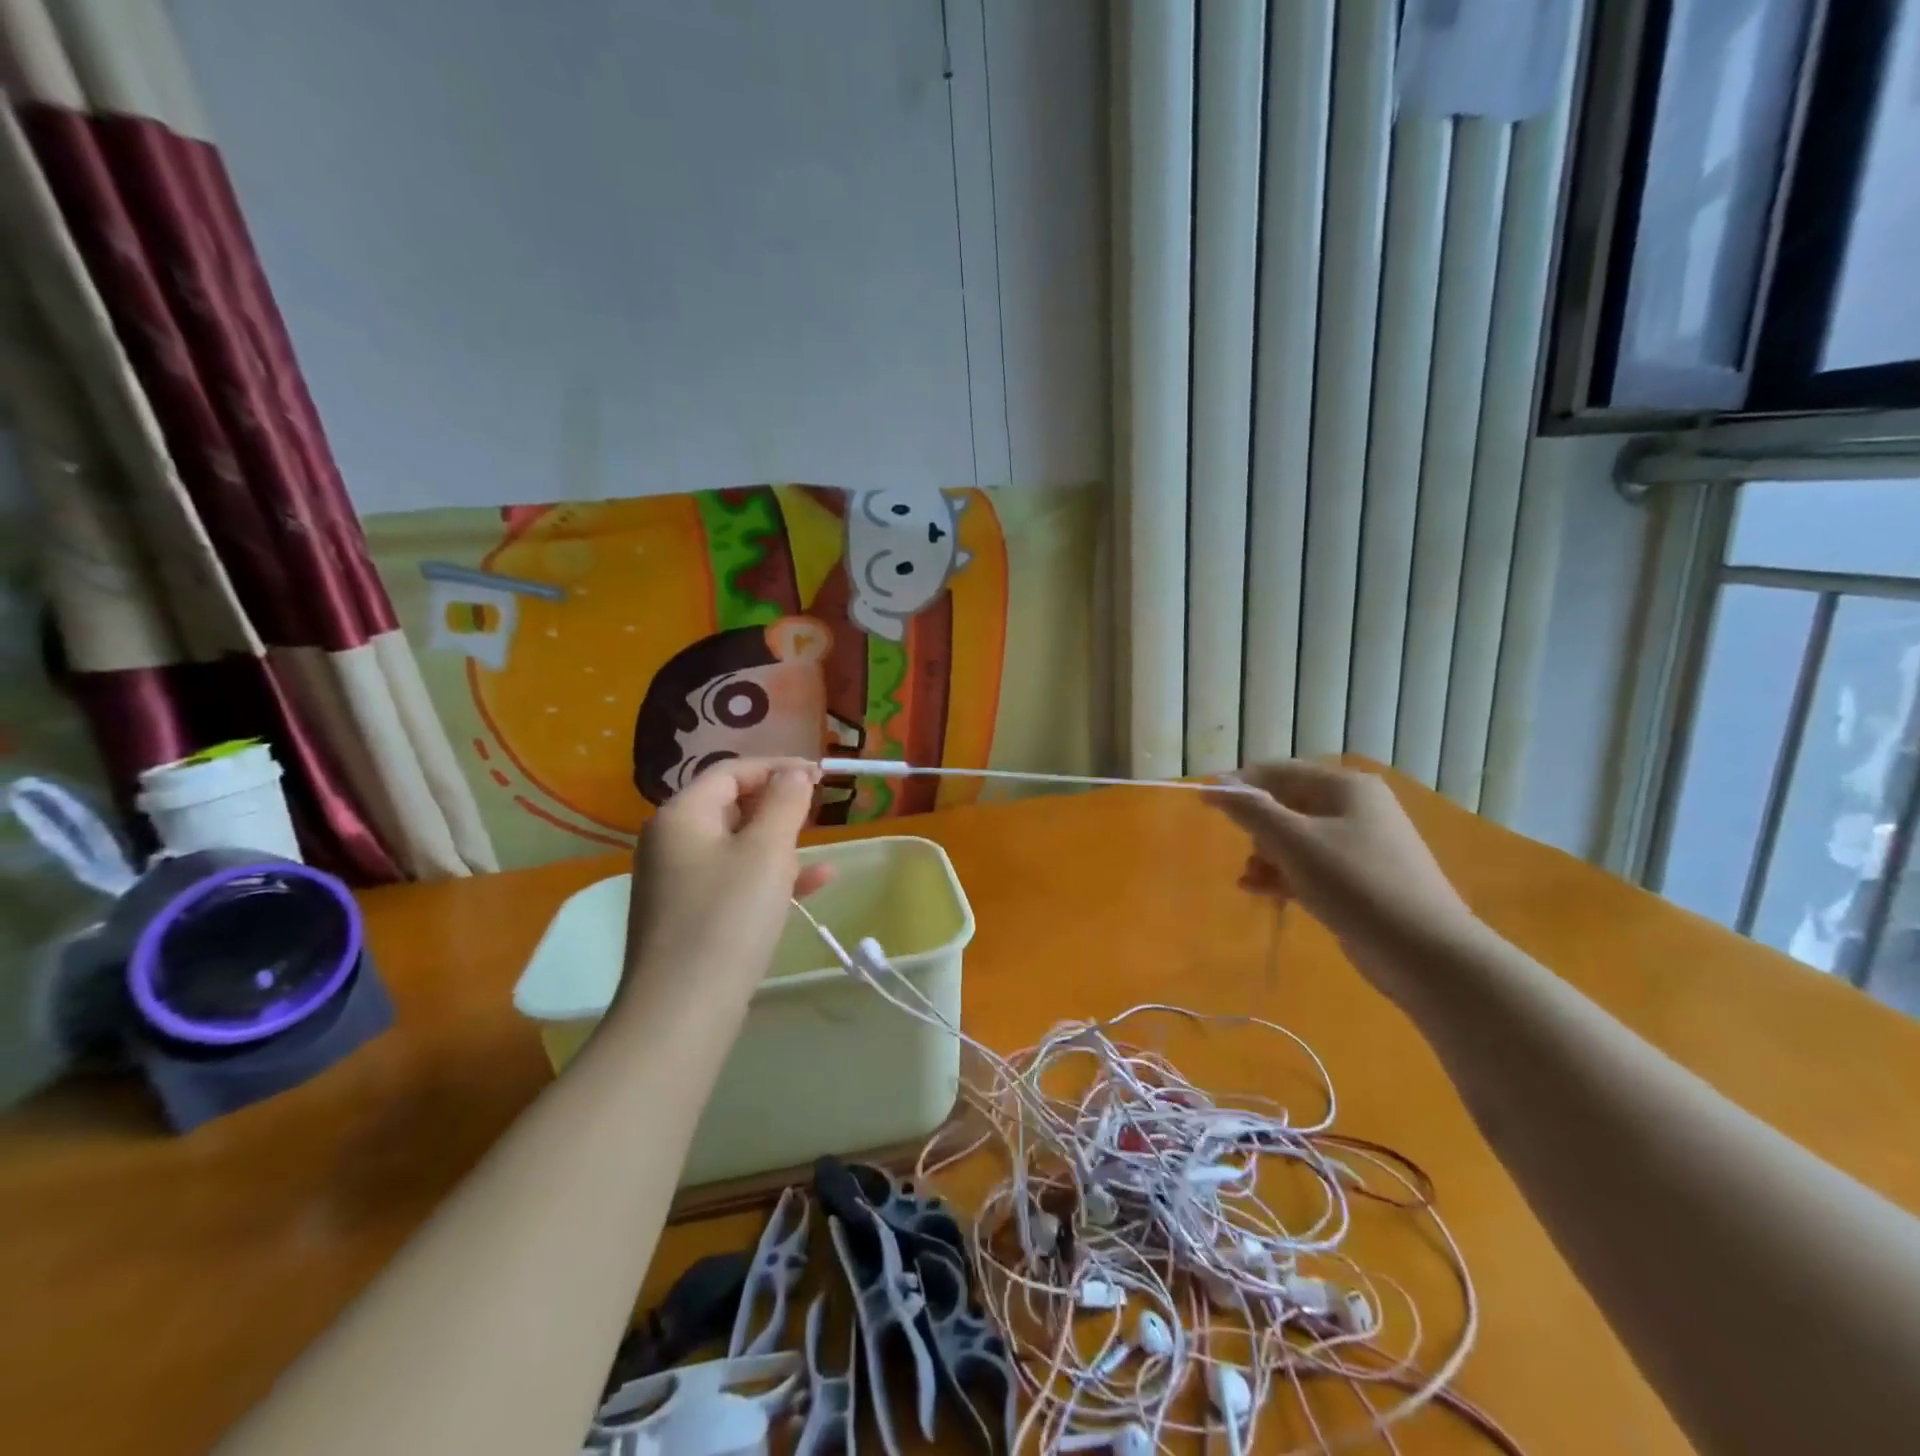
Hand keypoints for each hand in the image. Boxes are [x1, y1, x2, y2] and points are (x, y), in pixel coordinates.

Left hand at [617, 758, 829, 1019]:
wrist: (682, 1011)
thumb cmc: (728, 917)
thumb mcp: (767, 851)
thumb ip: (785, 802)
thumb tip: (794, 773)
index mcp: (682, 815)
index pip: (732, 771)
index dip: (779, 767)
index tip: (822, 775)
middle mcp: (671, 841)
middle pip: (731, 805)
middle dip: (778, 807)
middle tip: (818, 812)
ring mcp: (676, 881)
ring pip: (736, 845)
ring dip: (779, 844)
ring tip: (818, 850)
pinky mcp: (688, 915)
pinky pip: (734, 880)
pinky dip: (769, 877)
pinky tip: (814, 884)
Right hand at [1208, 761, 1477, 1004]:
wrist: (1425, 953)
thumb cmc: (1355, 884)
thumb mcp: (1294, 842)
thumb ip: (1251, 810)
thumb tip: (1215, 785)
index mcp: (1345, 786)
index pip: (1278, 771)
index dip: (1240, 785)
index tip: (1206, 805)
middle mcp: (1355, 807)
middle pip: (1287, 804)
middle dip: (1257, 827)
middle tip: (1246, 852)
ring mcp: (1360, 844)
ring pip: (1296, 838)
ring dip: (1267, 855)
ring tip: (1250, 880)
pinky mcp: (1360, 879)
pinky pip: (1310, 865)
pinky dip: (1284, 874)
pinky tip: (1260, 890)